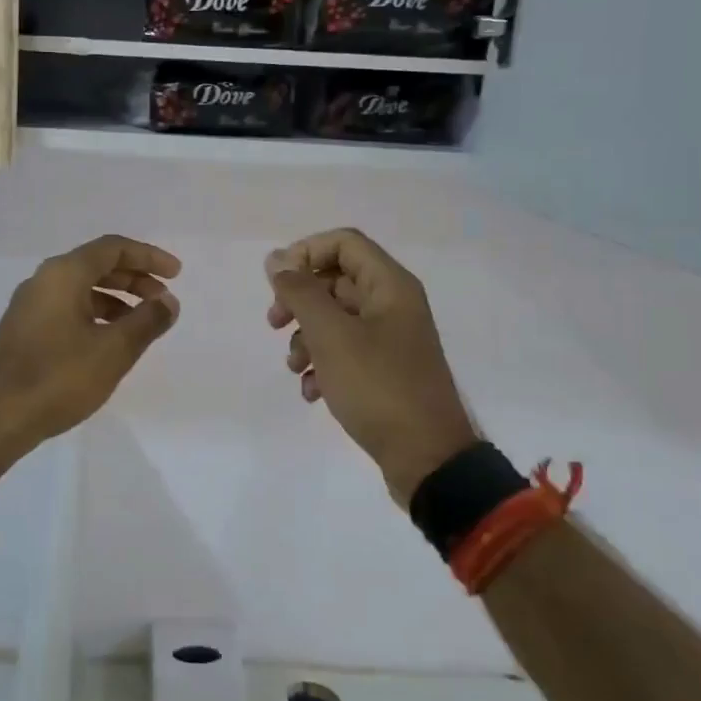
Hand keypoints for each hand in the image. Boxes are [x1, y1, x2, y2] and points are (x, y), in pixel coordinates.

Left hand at [0, 234, 181, 455]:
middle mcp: (43, 280)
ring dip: (116, 298)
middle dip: (134, 278)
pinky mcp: (24, 329)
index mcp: (64, 274)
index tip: (176, 273)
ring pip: (81, 288)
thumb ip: (147, 321)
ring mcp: (30, 305)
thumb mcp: (114, 350)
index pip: (113, 248)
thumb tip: (168, 302)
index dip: (148, 257)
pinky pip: (68, 307)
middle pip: (96, 265)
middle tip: (163, 298)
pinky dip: (95, 313)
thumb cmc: (58, 377)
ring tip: (142, 322)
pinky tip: (109, 340)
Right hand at [266, 228, 476, 506]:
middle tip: (274, 323)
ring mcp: (391, 339)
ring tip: (294, 367)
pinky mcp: (385, 370)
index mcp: (390, 285)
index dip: (305, 253)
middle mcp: (393, 304)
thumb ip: (300, 292)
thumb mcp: (330, 336)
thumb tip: (276, 259)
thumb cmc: (377, 387)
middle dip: (299, 301)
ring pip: (335, 319)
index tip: (277, 283)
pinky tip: (312, 393)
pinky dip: (323, 365)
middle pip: (335, 280)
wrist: (426, 458)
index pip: (343, 242)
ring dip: (306, 337)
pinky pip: (346, 351)